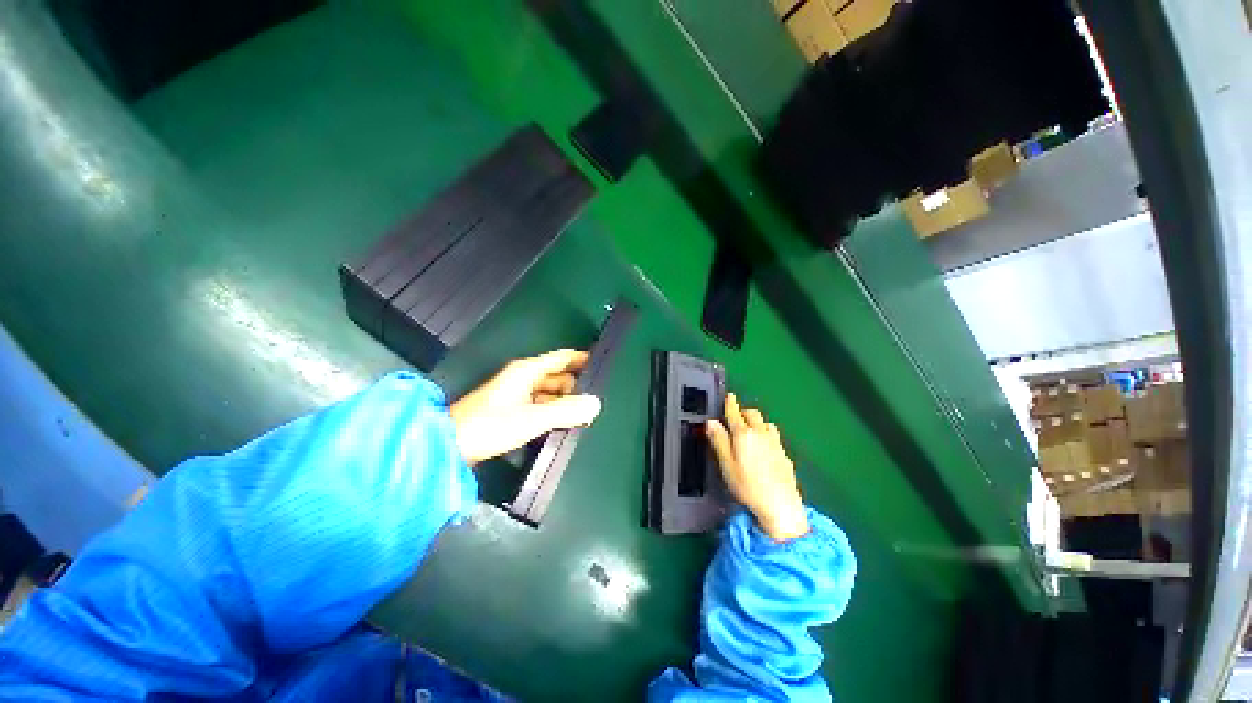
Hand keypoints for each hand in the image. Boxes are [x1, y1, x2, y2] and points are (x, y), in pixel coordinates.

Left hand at [449, 349, 601, 464]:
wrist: (450, 447)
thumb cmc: (491, 426)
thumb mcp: (534, 418)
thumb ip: (566, 411)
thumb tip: (595, 404)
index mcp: (527, 371)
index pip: (562, 358)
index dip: (582, 359)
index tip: (601, 367)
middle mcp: (523, 378)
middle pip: (558, 376)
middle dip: (575, 387)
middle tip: (594, 403)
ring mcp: (516, 394)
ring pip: (549, 393)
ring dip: (564, 402)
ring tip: (583, 416)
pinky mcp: (511, 411)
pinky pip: (540, 405)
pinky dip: (552, 412)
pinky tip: (562, 424)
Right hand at [706, 393, 808, 541]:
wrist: (781, 506)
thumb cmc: (748, 487)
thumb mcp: (726, 465)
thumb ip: (718, 441)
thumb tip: (711, 422)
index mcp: (744, 435)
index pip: (735, 413)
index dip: (730, 403)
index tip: (729, 396)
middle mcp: (761, 434)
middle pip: (752, 413)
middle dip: (743, 412)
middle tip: (735, 418)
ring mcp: (775, 443)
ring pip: (766, 423)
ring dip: (757, 422)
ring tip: (750, 431)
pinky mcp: (785, 454)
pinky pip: (774, 436)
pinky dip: (767, 434)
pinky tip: (764, 447)